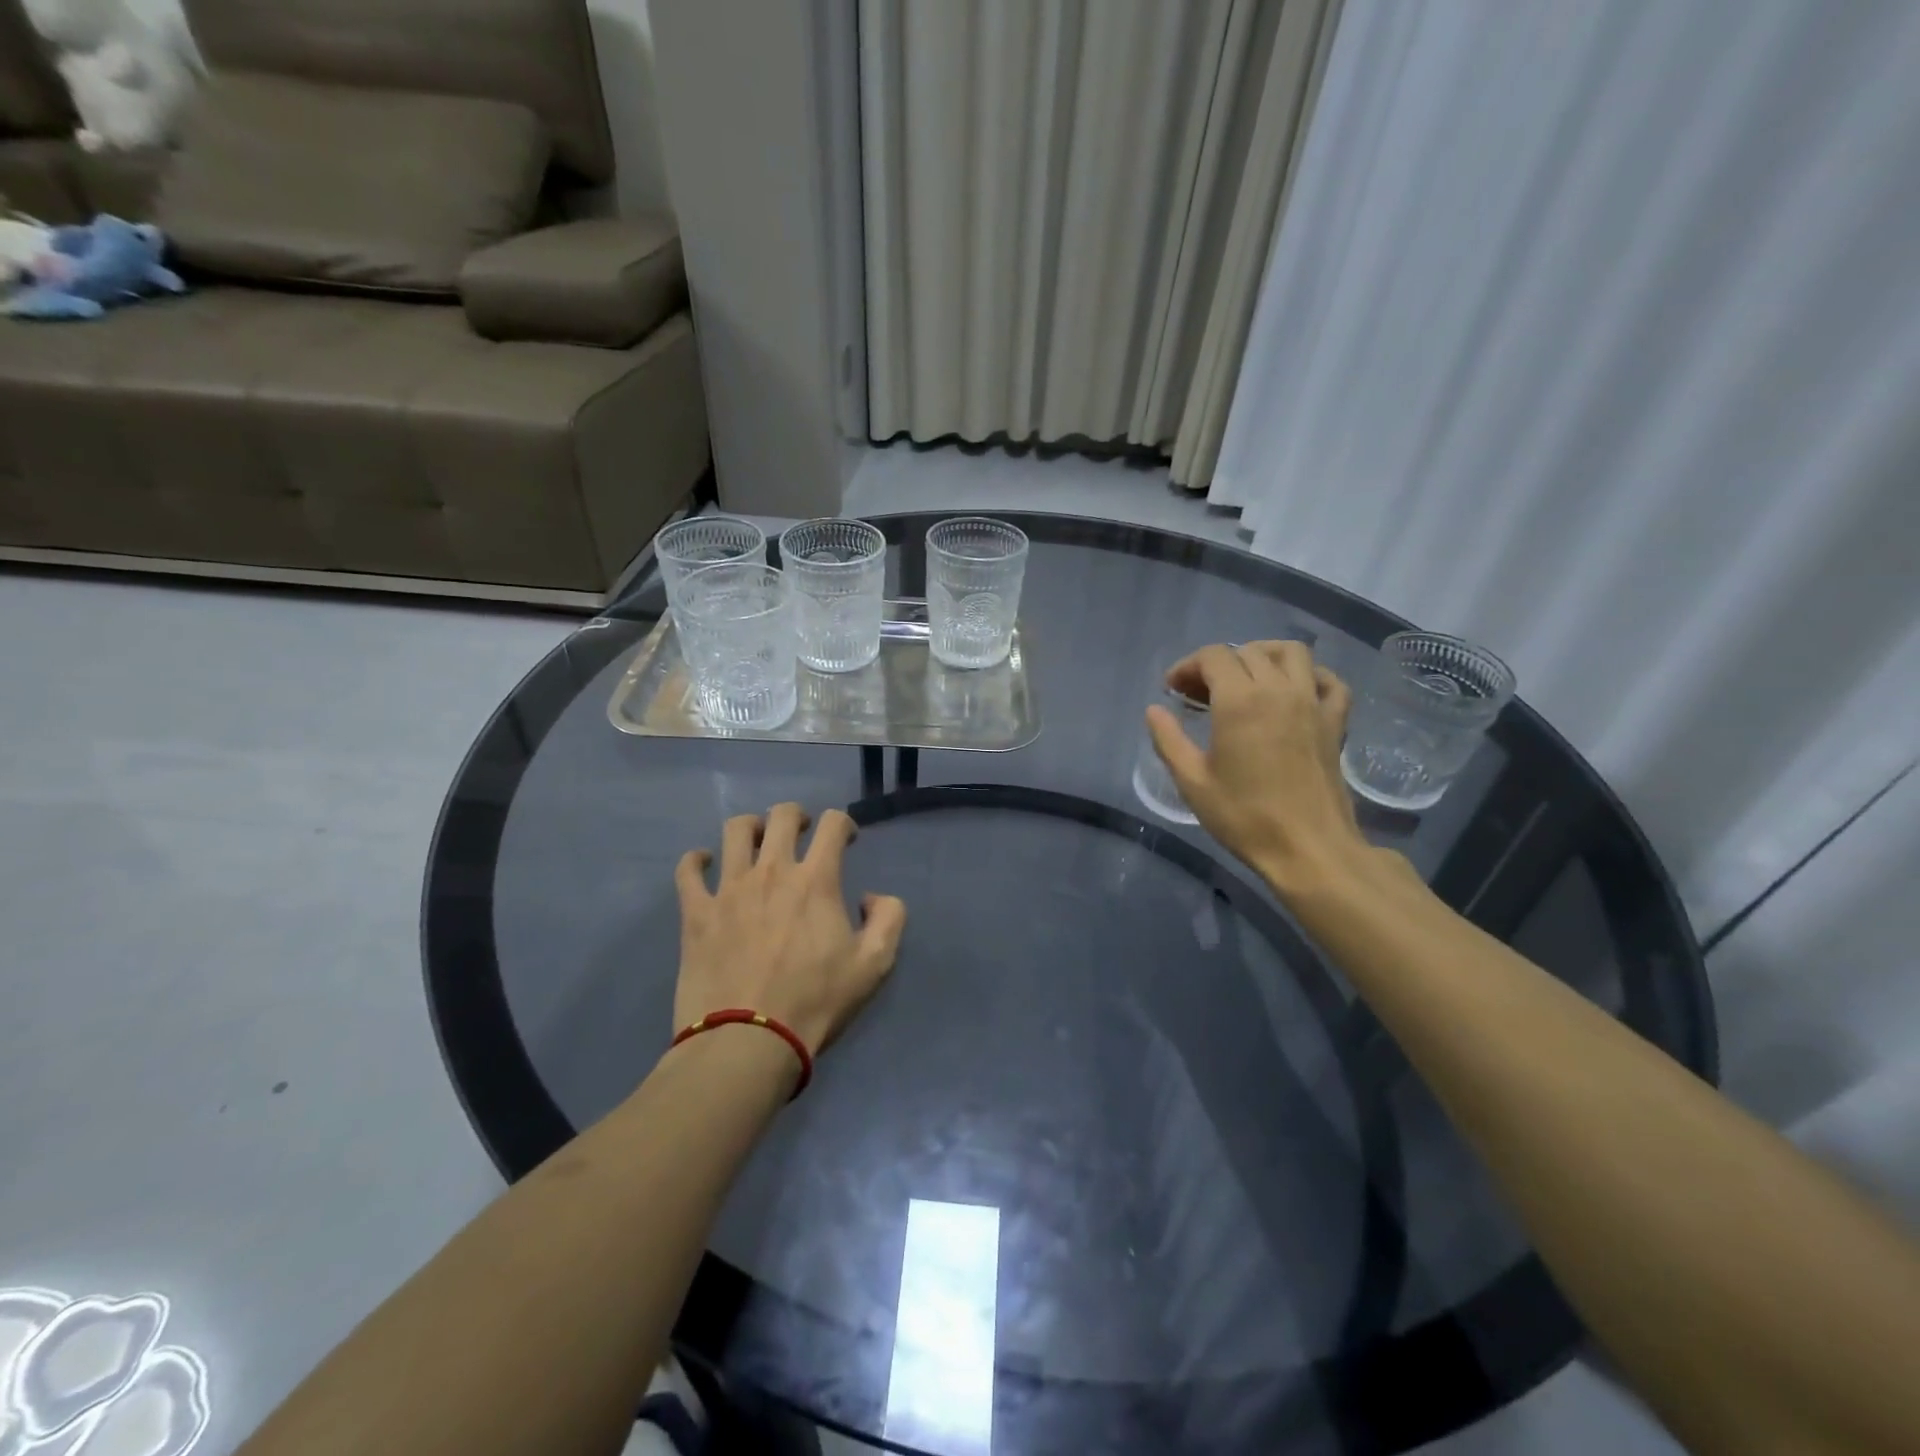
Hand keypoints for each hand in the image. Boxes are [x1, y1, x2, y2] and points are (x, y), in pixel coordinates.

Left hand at [674, 803, 906, 1055]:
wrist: (747, 1041)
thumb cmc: (815, 1002)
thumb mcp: (874, 965)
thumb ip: (889, 918)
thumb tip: (871, 897)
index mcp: (816, 880)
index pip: (833, 824)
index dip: (844, 823)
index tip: (846, 840)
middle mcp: (772, 871)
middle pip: (782, 816)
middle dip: (797, 816)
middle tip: (802, 834)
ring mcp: (728, 889)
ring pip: (735, 831)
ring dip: (751, 828)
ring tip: (757, 843)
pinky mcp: (695, 912)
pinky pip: (688, 870)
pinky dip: (696, 860)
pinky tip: (705, 865)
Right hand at [1146, 641, 1385, 895]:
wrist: (1308, 849)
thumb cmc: (1244, 817)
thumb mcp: (1192, 782)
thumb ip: (1168, 740)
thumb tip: (1154, 711)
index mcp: (1240, 700)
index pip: (1213, 656)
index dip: (1187, 666)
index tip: (1172, 690)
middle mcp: (1279, 689)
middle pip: (1247, 651)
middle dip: (1217, 664)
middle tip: (1199, 693)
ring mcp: (1313, 702)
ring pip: (1292, 652)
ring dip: (1263, 656)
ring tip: (1245, 680)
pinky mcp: (1336, 722)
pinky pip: (1328, 680)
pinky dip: (1309, 676)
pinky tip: (1292, 693)